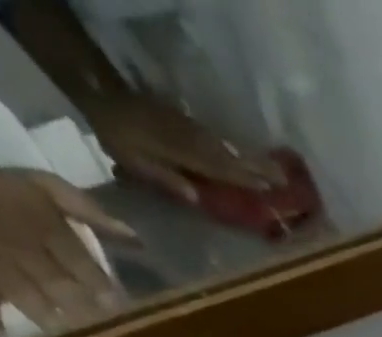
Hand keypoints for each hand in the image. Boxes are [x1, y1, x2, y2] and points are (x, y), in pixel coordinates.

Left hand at [80, 91, 285, 203]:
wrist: (96, 92)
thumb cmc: (115, 136)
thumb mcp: (132, 162)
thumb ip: (164, 179)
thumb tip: (196, 199)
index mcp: (179, 151)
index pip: (218, 168)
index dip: (244, 179)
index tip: (270, 189)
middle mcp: (189, 138)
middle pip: (228, 156)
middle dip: (257, 167)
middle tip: (286, 180)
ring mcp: (188, 127)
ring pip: (224, 146)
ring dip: (249, 158)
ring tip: (274, 169)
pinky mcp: (184, 121)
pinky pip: (214, 138)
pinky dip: (232, 149)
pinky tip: (243, 156)